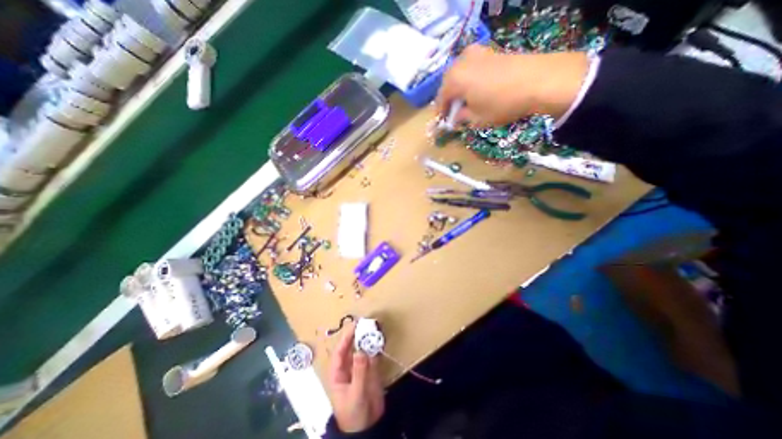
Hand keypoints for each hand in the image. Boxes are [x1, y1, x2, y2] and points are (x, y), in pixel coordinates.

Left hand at [328, 320, 382, 433]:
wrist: (368, 427)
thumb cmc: (354, 413)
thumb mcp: (356, 393)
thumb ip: (359, 372)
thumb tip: (360, 350)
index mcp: (338, 372)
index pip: (339, 352)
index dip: (345, 338)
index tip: (354, 326)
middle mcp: (347, 366)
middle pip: (351, 347)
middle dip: (357, 335)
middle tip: (366, 323)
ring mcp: (359, 367)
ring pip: (362, 349)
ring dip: (368, 339)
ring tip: (374, 327)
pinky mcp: (370, 369)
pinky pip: (372, 355)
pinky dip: (376, 347)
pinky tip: (380, 339)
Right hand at [433, 47, 586, 127]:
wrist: (538, 80)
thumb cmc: (501, 104)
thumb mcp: (476, 119)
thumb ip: (461, 118)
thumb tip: (456, 118)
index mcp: (453, 80)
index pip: (440, 99)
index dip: (441, 113)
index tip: (444, 122)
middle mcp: (460, 62)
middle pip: (448, 84)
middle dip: (449, 99)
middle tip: (454, 112)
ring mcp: (476, 53)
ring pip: (460, 74)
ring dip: (459, 88)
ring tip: (466, 101)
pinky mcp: (490, 50)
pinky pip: (472, 67)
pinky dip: (470, 79)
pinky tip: (478, 89)